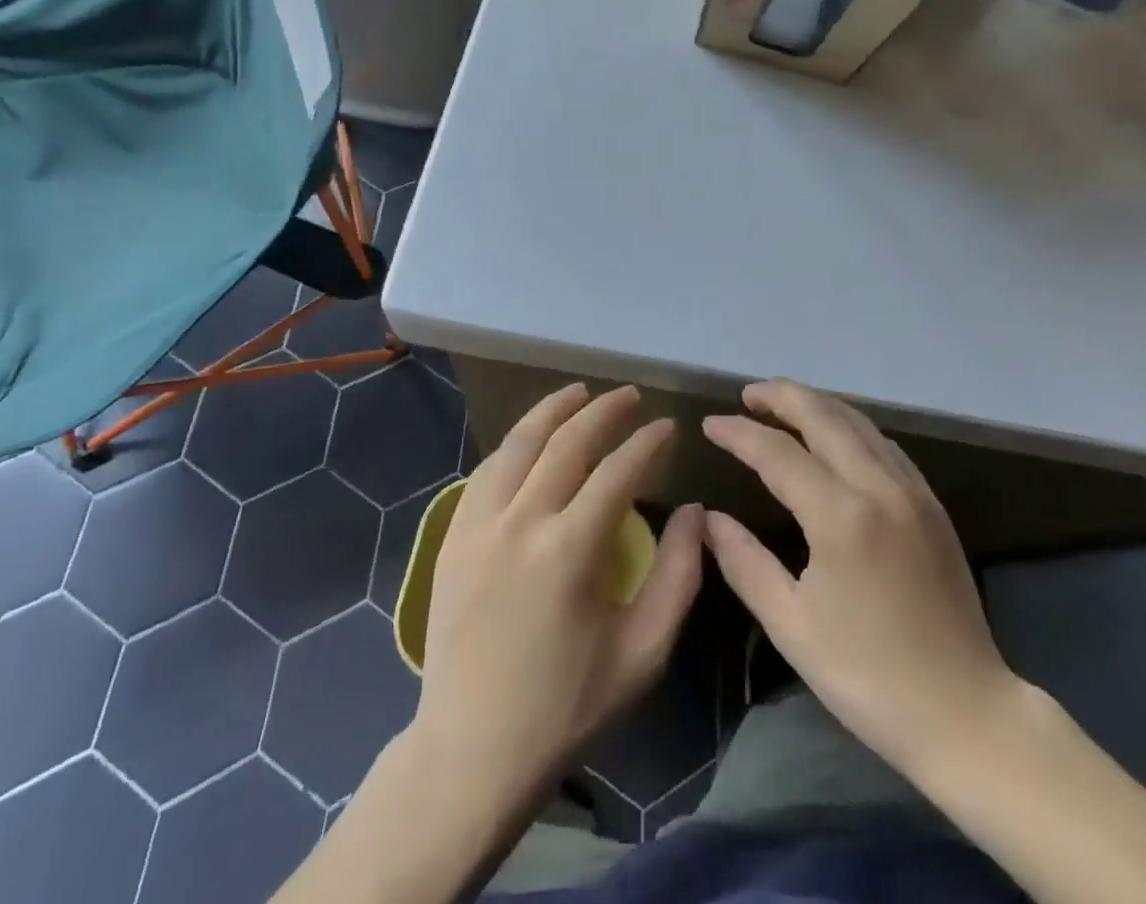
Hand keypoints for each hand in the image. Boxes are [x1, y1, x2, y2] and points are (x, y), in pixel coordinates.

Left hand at [411, 383, 703, 804]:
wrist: (471, 753)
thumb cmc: (566, 707)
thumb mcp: (643, 653)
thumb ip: (678, 575)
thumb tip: (693, 511)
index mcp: (568, 551)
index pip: (617, 472)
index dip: (647, 443)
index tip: (668, 426)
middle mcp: (520, 523)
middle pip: (567, 443)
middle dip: (604, 411)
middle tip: (631, 396)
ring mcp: (478, 526)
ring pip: (518, 444)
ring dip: (553, 410)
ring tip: (580, 392)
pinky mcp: (452, 537)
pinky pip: (487, 470)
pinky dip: (515, 443)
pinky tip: (532, 438)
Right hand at [702, 380, 1017, 775]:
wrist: (966, 713)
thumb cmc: (869, 676)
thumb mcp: (792, 626)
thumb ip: (745, 562)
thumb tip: (709, 518)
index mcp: (841, 516)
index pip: (778, 452)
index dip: (740, 433)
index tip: (709, 424)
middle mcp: (879, 486)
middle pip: (824, 415)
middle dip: (782, 396)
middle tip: (748, 394)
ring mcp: (912, 490)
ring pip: (858, 421)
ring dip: (817, 404)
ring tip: (783, 404)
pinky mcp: (932, 503)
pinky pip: (883, 442)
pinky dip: (850, 425)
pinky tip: (835, 435)